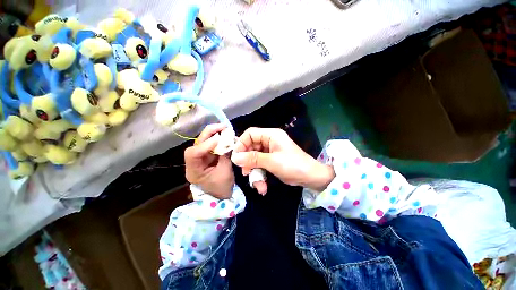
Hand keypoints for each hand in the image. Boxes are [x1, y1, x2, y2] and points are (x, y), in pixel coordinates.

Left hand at [185, 124, 234, 198]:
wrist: (221, 196)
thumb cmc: (222, 188)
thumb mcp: (225, 172)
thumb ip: (225, 155)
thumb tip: (228, 140)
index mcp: (194, 171)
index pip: (193, 154)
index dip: (205, 144)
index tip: (219, 139)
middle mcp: (194, 163)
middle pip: (197, 144)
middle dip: (210, 133)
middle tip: (223, 126)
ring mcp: (200, 159)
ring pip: (203, 142)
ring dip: (214, 134)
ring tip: (225, 128)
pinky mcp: (207, 157)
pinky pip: (210, 145)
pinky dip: (218, 139)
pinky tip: (224, 135)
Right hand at [231, 127, 334, 194]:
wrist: (310, 177)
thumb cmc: (293, 165)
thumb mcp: (272, 162)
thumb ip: (253, 159)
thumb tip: (235, 158)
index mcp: (271, 135)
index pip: (250, 134)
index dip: (241, 144)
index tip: (236, 157)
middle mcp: (269, 141)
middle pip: (251, 147)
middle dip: (247, 161)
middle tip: (245, 172)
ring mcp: (270, 151)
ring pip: (254, 158)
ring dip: (254, 171)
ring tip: (256, 184)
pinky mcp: (271, 160)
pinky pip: (260, 165)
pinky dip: (260, 175)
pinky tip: (262, 186)